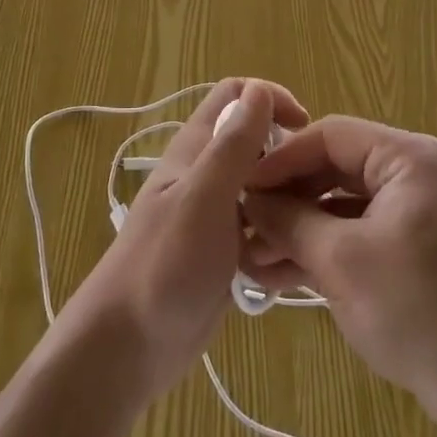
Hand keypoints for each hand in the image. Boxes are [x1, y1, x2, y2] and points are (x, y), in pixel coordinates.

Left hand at [59, 77, 307, 404]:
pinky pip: (261, 232)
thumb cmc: (164, 265)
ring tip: (298, 240)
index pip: (238, 94)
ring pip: (264, 191)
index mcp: (196, 148)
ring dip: (285, 209)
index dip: (272, 99)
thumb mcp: (203, 198)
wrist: (128, 348)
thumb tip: (260, 88)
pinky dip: (276, 244)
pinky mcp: (223, 251)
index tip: (304, 129)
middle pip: (258, 144)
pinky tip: (285, 272)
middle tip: (309, 195)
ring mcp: (215, 214)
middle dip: (288, 161)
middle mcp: (206, 173)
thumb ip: (233, 146)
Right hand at [241, 116, 436, 410]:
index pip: (329, 135)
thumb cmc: (419, 311)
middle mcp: (412, 173)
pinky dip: (322, 249)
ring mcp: (413, 211)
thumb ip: (289, 221)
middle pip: (333, 168)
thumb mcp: (341, 261)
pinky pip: (356, 232)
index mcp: (406, 158)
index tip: (240, 186)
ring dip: (297, 229)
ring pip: (340, 204)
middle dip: (286, 199)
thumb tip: (248, 200)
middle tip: (241, 223)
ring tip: (250, 257)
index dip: (280, 159)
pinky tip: (278, 274)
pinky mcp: (410, 248)